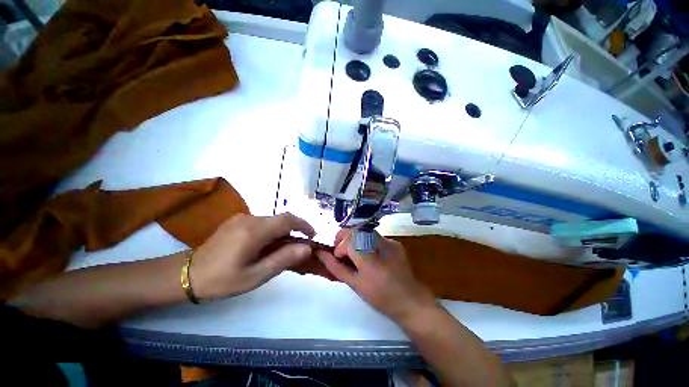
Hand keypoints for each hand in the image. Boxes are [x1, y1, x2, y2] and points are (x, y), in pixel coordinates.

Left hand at [191, 213, 314, 299]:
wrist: (186, 275)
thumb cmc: (222, 280)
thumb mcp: (256, 276)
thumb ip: (283, 259)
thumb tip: (306, 248)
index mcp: (254, 231)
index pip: (287, 219)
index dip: (304, 224)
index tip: (312, 235)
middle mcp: (249, 218)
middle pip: (280, 219)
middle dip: (293, 230)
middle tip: (298, 247)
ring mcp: (241, 218)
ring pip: (271, 221)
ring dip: (281, 232)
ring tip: (281, 250)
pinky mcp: (236, 220)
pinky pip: (261, 222)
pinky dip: (271, 231)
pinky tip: (265, 246)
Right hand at [316, 229, 435, 324]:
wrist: (410, 301)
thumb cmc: (380, 298)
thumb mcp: (355, 284)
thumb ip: (337, 267)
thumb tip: (321, 254)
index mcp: (370, 258)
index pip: (348, 240)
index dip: (339, 248)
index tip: (338, 258)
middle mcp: (381, 244)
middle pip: (356, 230)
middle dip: (344, 238)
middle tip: (341, 251)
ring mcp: (390, 241)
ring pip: (364, 230)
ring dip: (354, 238)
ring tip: (353, 253)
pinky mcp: (395, 242)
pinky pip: (374, 236)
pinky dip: (365, 241)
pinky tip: (368, 254)